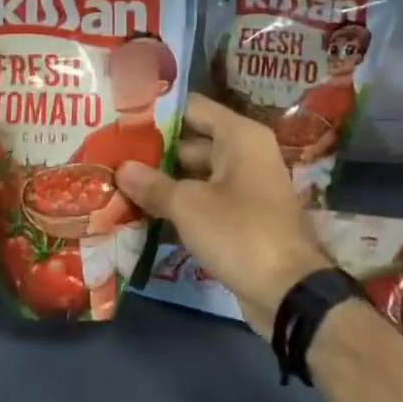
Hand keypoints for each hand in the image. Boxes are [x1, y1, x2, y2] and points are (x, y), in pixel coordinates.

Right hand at [116, 94, 328, 331]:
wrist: (289, 293)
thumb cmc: (240, 233)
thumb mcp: (188, 206)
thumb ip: (152, 184)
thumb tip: (121, 169)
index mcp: (239, 136)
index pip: (191, 108)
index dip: (157, 112)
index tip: (121, 118)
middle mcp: (245, 153)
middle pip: (191, 141)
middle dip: (154, 151)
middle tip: (112, 154)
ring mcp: (245, 186)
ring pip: (196, 173)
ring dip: (163, 180)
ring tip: (119, 181)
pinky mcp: (242, 216)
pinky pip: (204, 198)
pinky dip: (179, 203)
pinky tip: (143, 210)